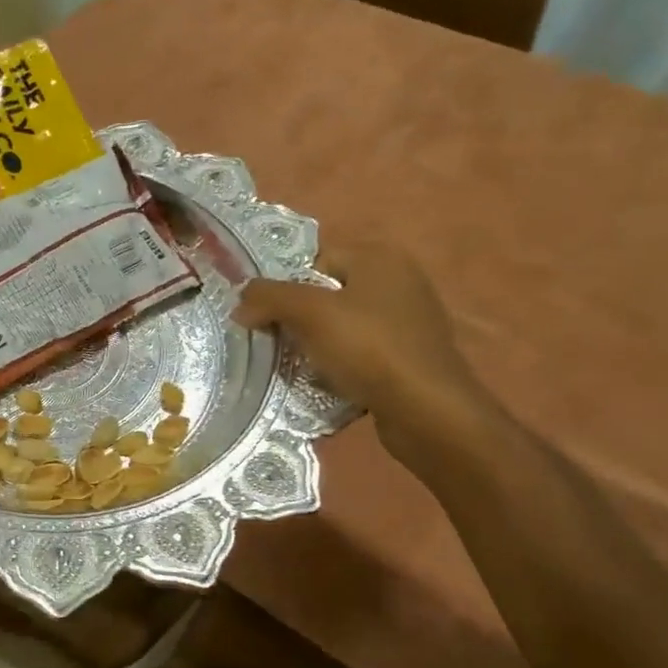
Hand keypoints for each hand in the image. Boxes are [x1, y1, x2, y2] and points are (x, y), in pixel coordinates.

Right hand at [235, 239, 491, 463]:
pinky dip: (344, 367)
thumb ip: (269, 298)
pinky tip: (332, 386)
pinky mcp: (412, 357)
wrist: (426, 410)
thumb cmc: (369, 350)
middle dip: (300, 321)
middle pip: (328, 296)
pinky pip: (363, 354)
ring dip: (319, 348)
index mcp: (380, 258)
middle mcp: (400, 281)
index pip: (315, 261)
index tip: (268, 320)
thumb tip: (241, 302)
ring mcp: (410, 321)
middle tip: (280, 347)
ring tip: (302, 370)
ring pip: (344, 328)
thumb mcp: (310, 315)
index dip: (286, 289)